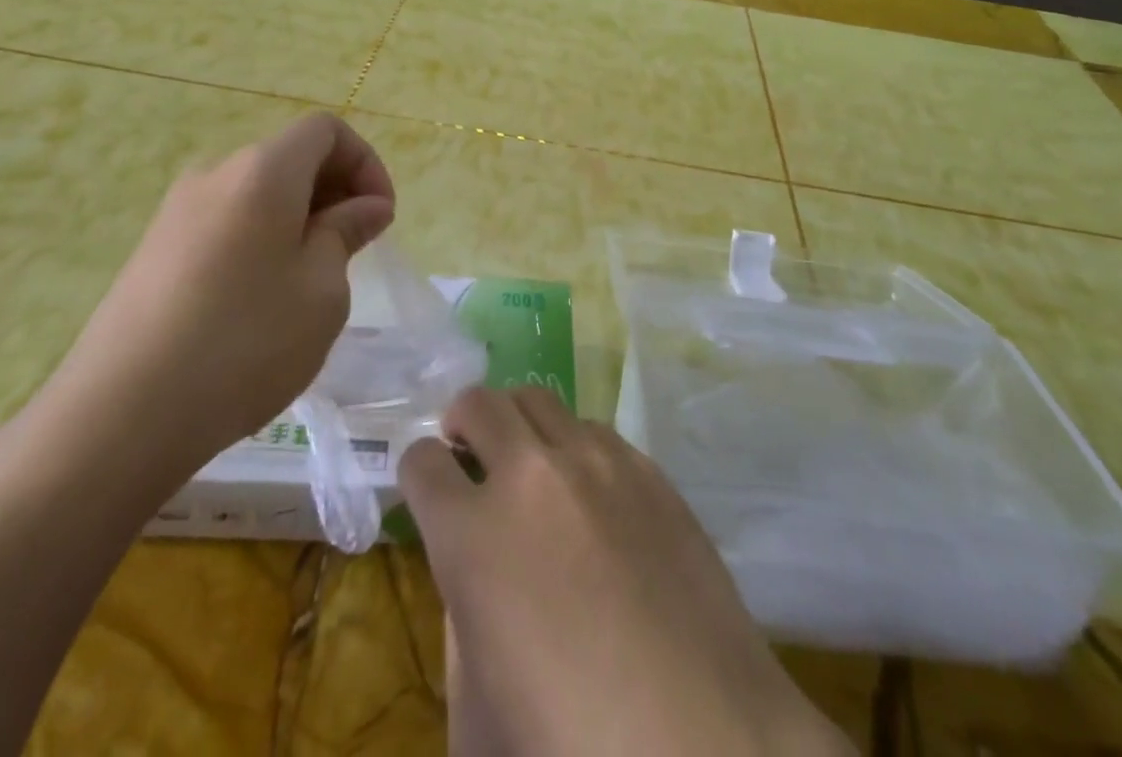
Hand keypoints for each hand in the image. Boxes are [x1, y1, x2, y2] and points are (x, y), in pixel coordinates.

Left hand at [48, 113, 395, 485]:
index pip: (326, 130)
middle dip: (335, 190)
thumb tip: (367, 206)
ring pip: (258, 192)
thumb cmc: (245, 342)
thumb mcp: (322, 288)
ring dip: (299, 217)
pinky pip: (226, 222)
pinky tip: (262, 298)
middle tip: (354, 249)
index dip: (365, 162)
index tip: (379, 217)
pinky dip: (261, 238)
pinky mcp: (153, 250)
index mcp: (263, 170)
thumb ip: (348, 231)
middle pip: (290, 157)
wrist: (118, 418)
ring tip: (312, 278)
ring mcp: (176, 212)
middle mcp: (215, 174)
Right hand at [400, 388, 851, 756]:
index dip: (418, 473)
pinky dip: (574, 447)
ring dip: (520, 425)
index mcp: (473, 535)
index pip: (421, 461)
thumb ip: (461, 619)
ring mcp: (596, 462)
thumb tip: (472, 571)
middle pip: (479, 403)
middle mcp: (531, 475)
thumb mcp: (476, 709)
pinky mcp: (648, 467)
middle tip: (470, 454)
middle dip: (463, 423)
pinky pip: (594, 430)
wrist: (703, 741)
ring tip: (530, 464)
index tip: (428, 488)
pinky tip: (590, 493)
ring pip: (539, 399)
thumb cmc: (571, 743)